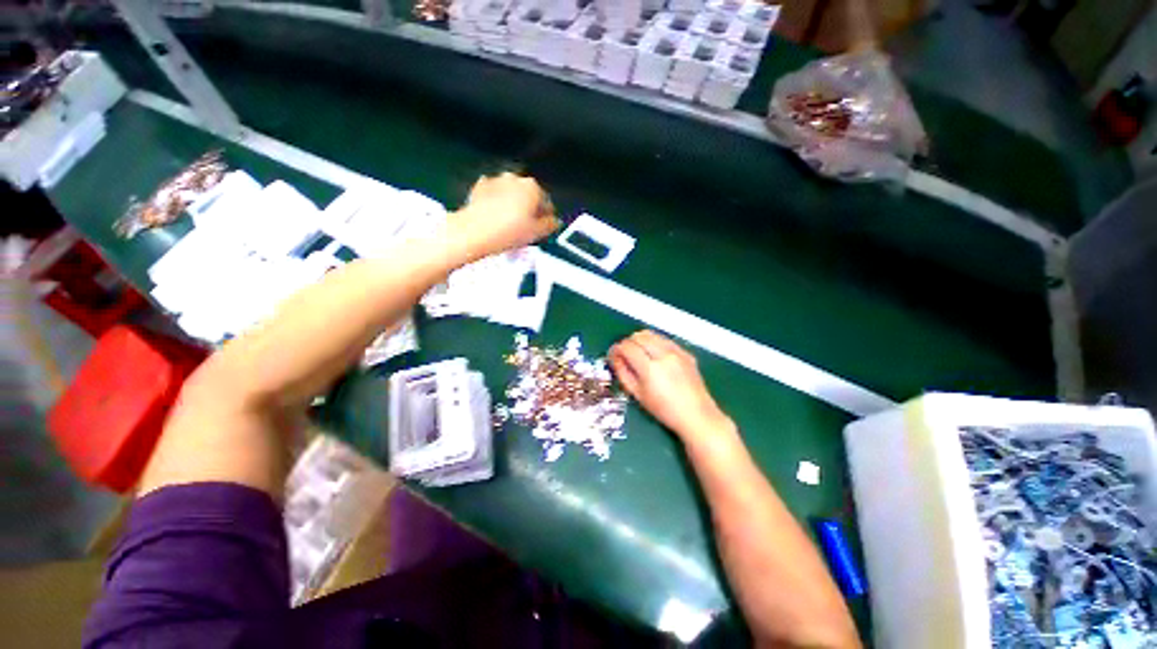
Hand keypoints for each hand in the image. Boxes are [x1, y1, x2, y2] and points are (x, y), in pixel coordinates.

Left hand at [450, 172, 558, 260]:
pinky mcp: (479, 188)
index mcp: (532, 188)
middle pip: (528, 197)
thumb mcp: (536, 233)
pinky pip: (494, 196)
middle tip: (527, 230)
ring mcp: (496, 181)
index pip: (547, 203)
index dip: (546, 218)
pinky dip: (496, 205)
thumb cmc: (507, 232)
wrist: (473, 232)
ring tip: (510, 227)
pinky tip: (496, 220)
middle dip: (529, 211)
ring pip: (511, 195)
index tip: (543, 229)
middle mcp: (515, 179)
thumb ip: (550, 225)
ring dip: (513, 207)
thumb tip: (554, 222)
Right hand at [609, 330, 734, 443]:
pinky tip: (655, 356)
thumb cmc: (664, 410)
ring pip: (652, 334)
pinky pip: (665, 339)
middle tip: (625, 355)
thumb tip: (615, 358)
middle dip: (628, 343)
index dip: (616, 349)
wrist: (696, 416)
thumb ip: (623, 373)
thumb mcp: (638, 395)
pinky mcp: (685, 352)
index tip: (614, 355)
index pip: (627, 346)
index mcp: (650, 368)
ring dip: (641, 340)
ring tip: (639, 354)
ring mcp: (677, 352)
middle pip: (638, 336)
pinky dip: (655, 343)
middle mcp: (664, 355)